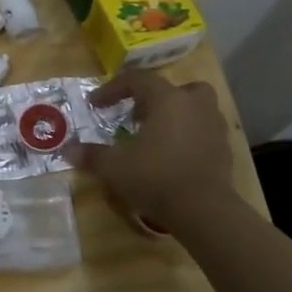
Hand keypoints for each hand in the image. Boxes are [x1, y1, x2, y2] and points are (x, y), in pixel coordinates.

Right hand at [65, 69, 239, 235]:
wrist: (205, 211)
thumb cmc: (155, 177)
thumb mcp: (114, 167)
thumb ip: (91, 155)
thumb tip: (67, 151)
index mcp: (167, 100)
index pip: (137, 79)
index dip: (112, 89)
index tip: (95, 105)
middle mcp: (194, 106)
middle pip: (175, 88)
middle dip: (153, 98)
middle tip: (135, 116)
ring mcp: (214, 127)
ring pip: (195, 108)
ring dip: (174, 115)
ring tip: (154, 135)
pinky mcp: (224, 150)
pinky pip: (202, 132)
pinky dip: (187, 137)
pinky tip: (171, 157)